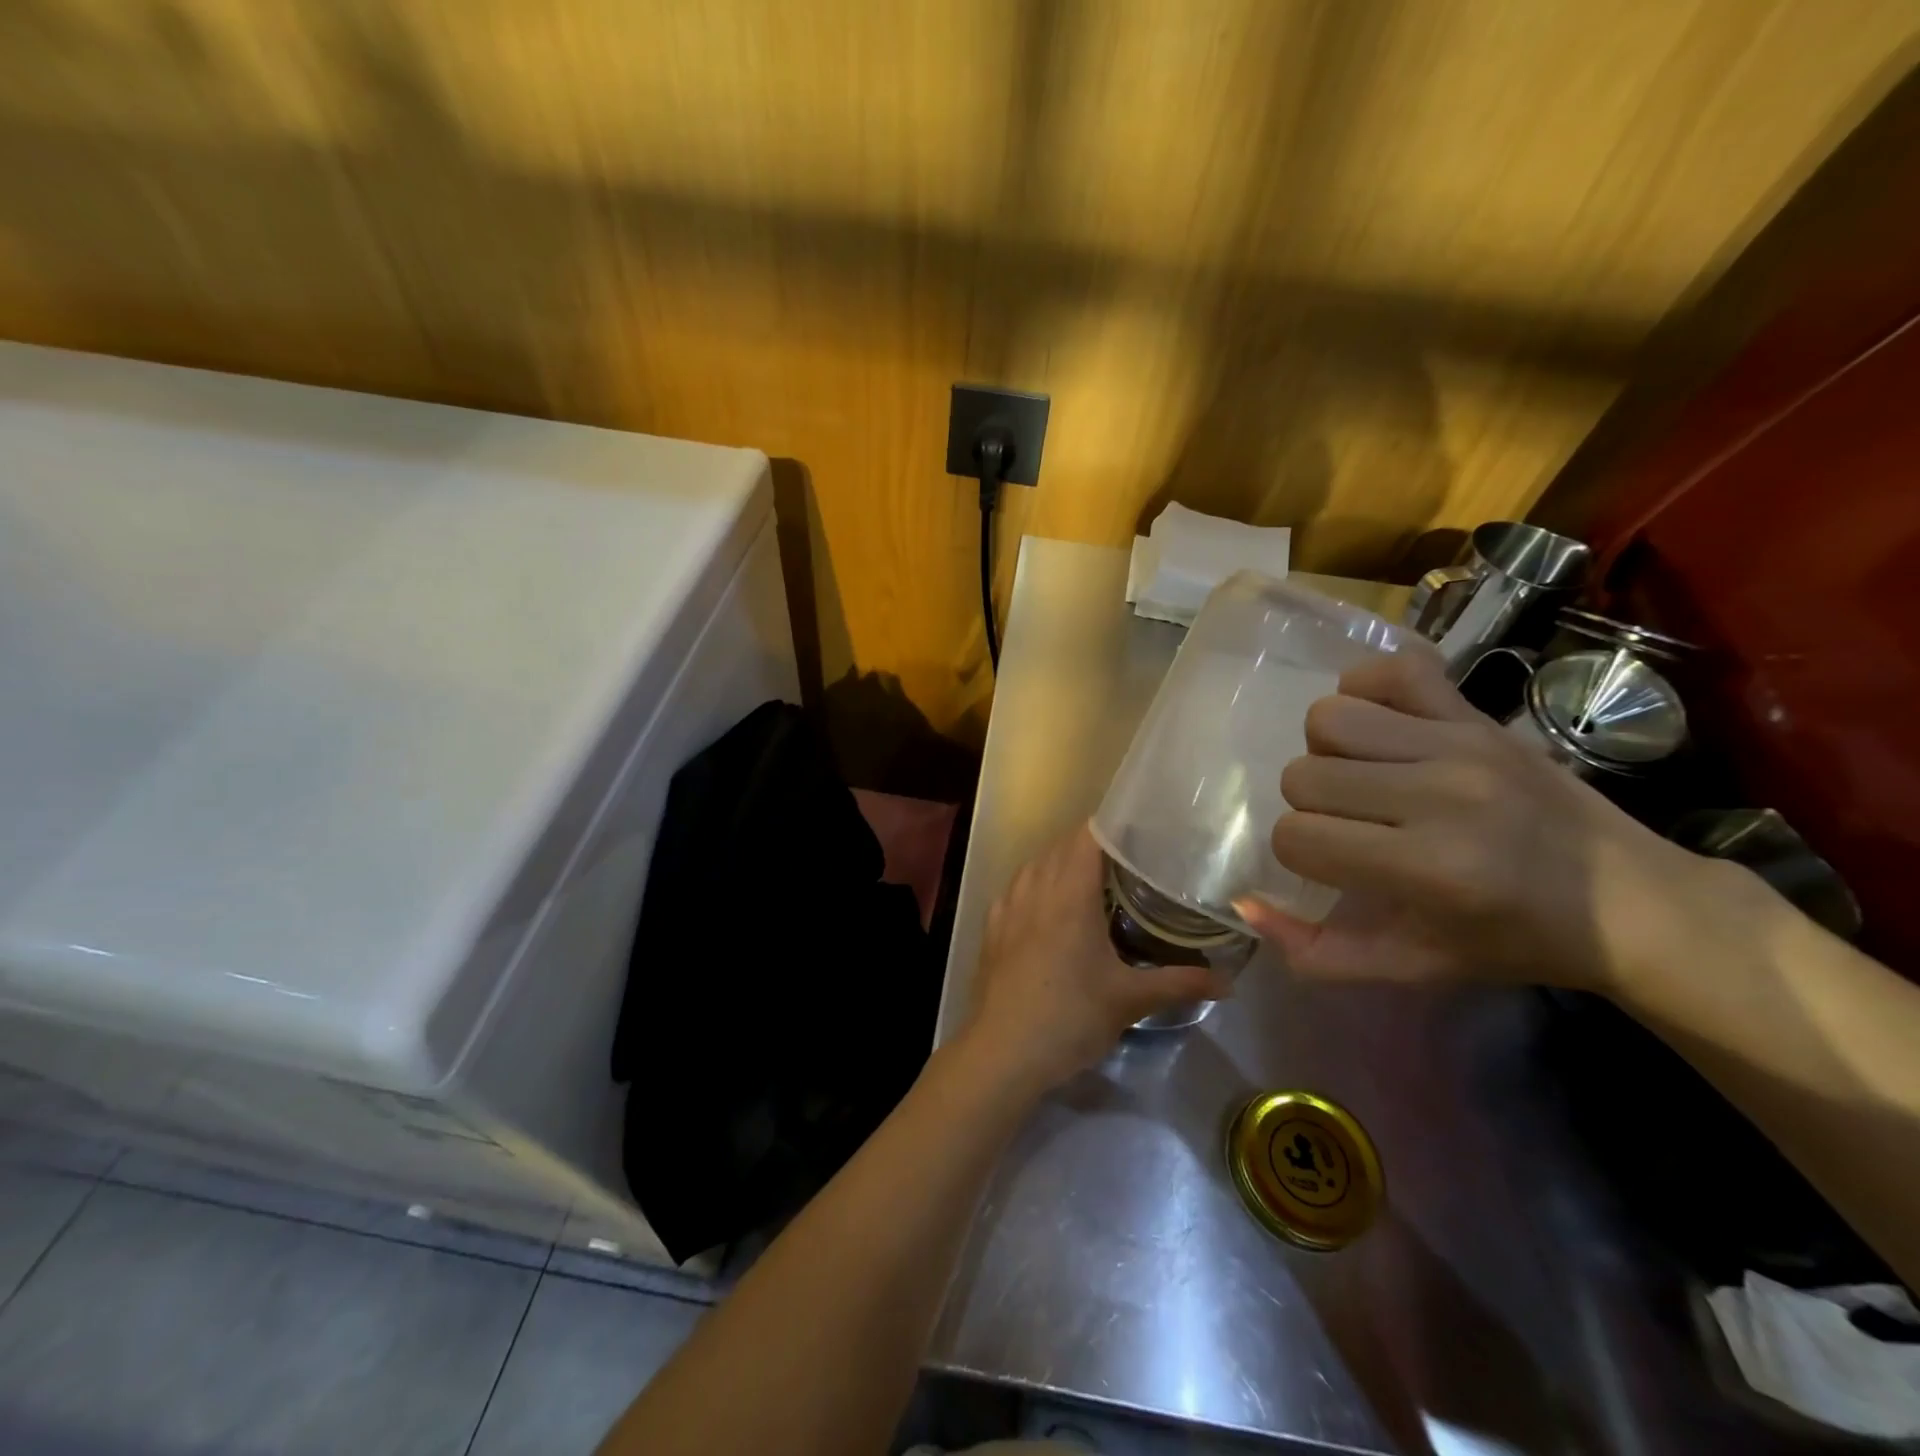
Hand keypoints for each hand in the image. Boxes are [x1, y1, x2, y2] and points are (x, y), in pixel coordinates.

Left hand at [960, 825, 1232, 1095]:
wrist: (1003, 1052)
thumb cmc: (1070, 1017)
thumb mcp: (1130, 1000)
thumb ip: (1180, 984)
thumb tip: (1229, 982)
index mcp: (1069, 893)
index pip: (1088, 836)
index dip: (1113, 826)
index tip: (1141, 830)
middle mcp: (1035, 888)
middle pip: (1061, 847)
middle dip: (1092, 845)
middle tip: (1129, 858)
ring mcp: (1007, 906)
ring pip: (1035, 865)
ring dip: (1061, 863)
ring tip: (1091, 879)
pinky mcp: (992, 927)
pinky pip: (1016, 888)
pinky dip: (1035, 884)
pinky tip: (1048, 906)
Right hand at [1234, 651, 1715, 993]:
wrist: (1630, 901)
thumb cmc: (1512, 941)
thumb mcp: (1412, 967)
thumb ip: (1317, 951)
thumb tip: (1242, 902)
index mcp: (1427, 869)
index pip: (1296, 838)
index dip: (1299, 854)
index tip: (1334, 865)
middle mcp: (1440, 796)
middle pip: (1302, 776)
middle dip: (1310, 806)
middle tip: (1352, 824)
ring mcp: (1460, 743)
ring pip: (1329, 718)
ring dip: (1329, 751)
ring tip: (1363, 775)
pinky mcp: (1477, 713)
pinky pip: (1388, 669)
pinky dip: (1366, 691)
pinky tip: (1381, 727)